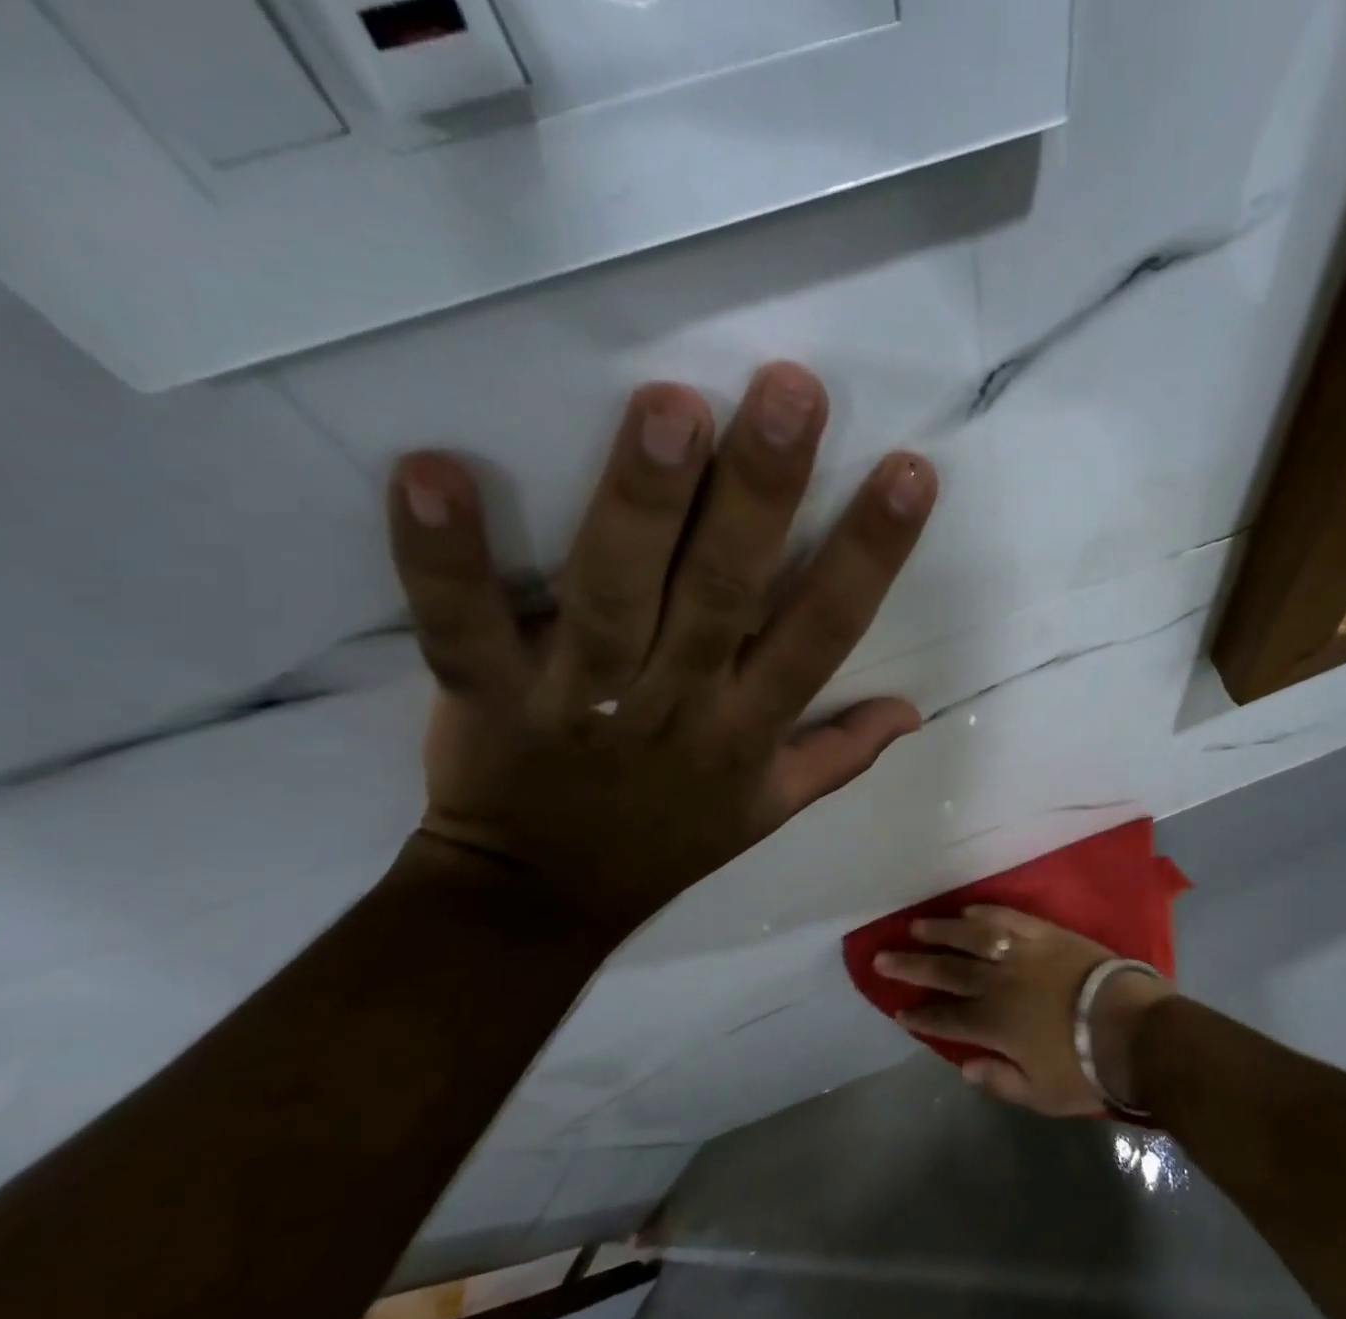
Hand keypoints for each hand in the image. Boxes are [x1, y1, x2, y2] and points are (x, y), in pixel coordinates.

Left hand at [387, 362, 936, 938]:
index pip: (824, 632)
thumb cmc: (670, 841)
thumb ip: (843, 754)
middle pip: (725, 594)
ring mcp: (580, 699)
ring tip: (670, 406)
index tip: (909, 473)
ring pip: (616, 598)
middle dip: (761, 494)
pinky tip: (430, 473)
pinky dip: (445, 562)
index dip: (870, 556)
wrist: (542, 899)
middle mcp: (677, 704)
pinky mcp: (488, 697)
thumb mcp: (772, 810)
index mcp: (749, 728)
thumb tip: (915, 710)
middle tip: (789, 391)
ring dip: (641, 504)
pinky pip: (462, 629)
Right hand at [874, 906, 1176, 1115]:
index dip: (920, 1015)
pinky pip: (1006, 917)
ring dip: (940, 931)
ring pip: (969, 937)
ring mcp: (1019, 953)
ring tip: (916, 926)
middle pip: (945, 971)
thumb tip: (964, 1066)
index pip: (944, 1018)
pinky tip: (968, 911)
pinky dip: (985, 913)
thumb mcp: (1040, 1094)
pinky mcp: (1043, 933)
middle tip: (882, 957)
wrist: (1130, 1026)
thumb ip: (999, 1080)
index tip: (899, 1009)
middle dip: (911, 966)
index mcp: (992, 1024)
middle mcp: (996, 983)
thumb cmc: (1086, 1067)